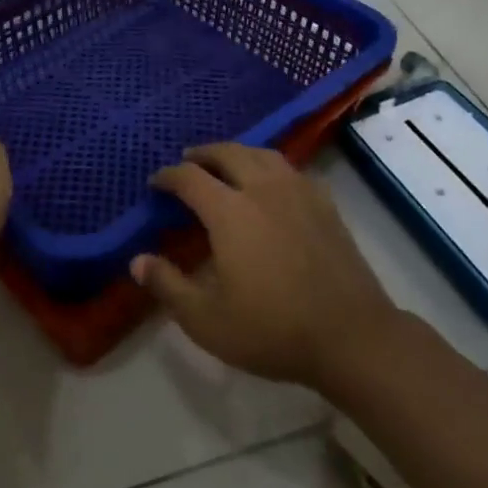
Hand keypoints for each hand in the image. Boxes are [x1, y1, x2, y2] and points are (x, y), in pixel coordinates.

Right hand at [130, 144, 397, 391]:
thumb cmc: (272, 329)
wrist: (350, 335)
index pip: (190, 178)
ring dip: (236, 152)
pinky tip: (271, 182)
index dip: (169, 176)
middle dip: (203, 154)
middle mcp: (262, 188)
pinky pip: (290, 169)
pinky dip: (270, 166)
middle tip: (188, 161)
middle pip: (227, 153)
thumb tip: (137, 260)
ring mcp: (297, 191)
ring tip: (226, 163)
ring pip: (261, 154)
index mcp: (229, 211)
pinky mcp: (324, 202)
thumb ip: (169, 286)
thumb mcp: (207, 320)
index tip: (156, 182)